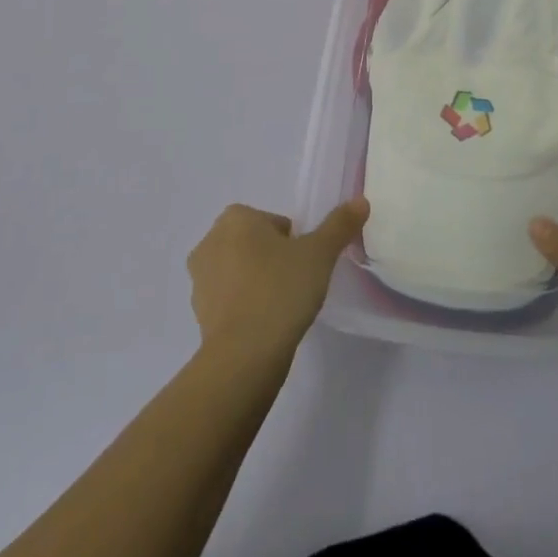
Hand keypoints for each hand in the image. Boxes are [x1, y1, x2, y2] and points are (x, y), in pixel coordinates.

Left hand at [187, 198, 368, 362]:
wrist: (244, 355)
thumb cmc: (281, 290)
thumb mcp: (320, 254)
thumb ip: (339, 225)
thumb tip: (361, 201)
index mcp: (235, 218)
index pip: (274, 222)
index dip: (293, 241)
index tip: (305, 264)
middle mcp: (210, 241)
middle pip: (254, 243)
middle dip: (272, 258)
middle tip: (296, 283)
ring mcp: (199, 280)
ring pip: (239, 271)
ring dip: (256, 282)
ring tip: (282, 306)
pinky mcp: (197, 313)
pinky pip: (228, 300)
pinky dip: (244, 306)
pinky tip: (265, 325)